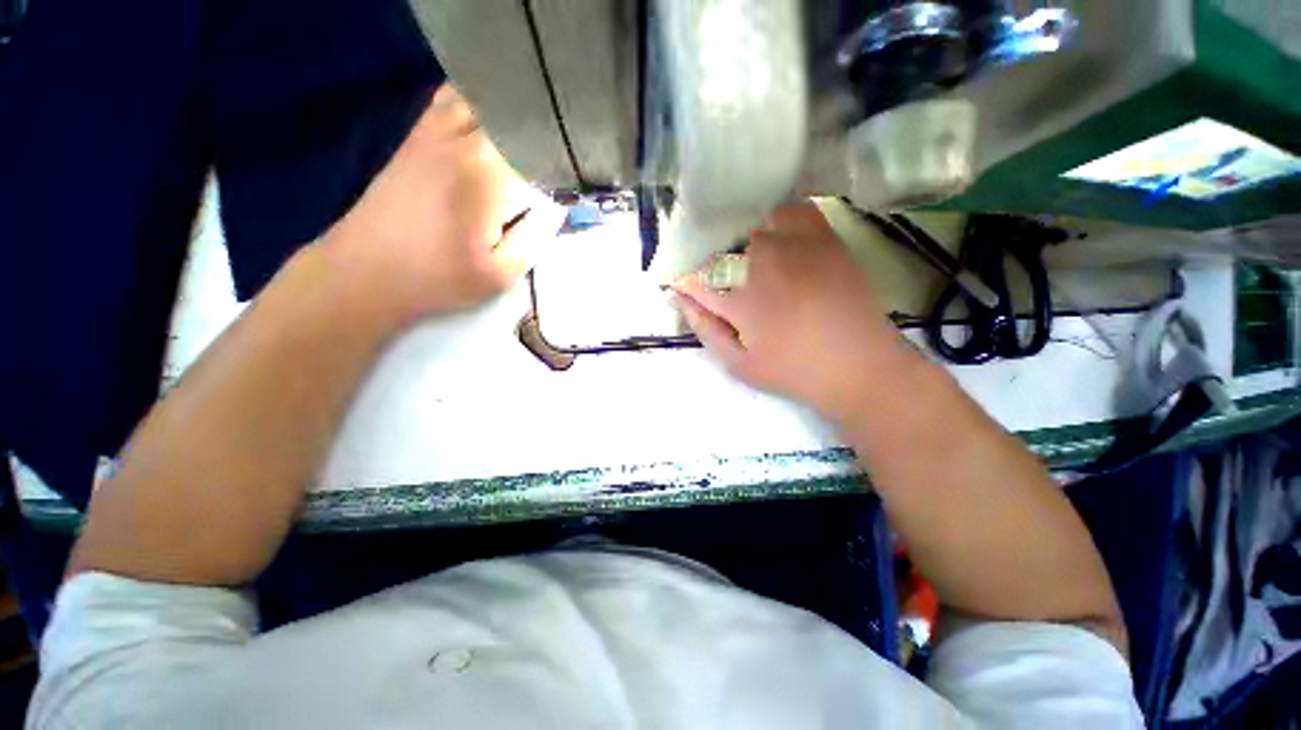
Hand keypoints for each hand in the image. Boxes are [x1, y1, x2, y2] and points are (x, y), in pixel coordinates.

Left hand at [323, 85, 563, 323]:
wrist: (365, 272)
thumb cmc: (440, 278)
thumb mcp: (502, 273)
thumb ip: (537, 235)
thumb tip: (557, 205)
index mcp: (488, 174)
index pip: (541, 151)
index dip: (562, 165)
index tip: (571, 184)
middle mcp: (463, 139)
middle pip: (516, 116)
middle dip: (542, 135)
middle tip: (555, 164)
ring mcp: (434, 132)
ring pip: (485, 98)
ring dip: (511, 115)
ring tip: (527, 143)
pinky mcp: (416, 136)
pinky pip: (451, 100)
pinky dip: (476, 103)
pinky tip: (487, 127)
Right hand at [673, 203, 914, 425]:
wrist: (860, 366)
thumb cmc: (794, 371)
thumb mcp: (740, 365)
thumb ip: (706, 330)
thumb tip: (680, 301)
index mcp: (740, 301)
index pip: (696, 280)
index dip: (685, 283)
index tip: (681, 287)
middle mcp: (763, 266)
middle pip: (724, 249)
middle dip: (714, 265)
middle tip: (722, 282)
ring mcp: (797, 249)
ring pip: (755, 227)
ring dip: (746, 242)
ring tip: (751, 260)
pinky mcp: (826, 241)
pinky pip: (797, 211)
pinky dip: (782, 217)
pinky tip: (781, 236)